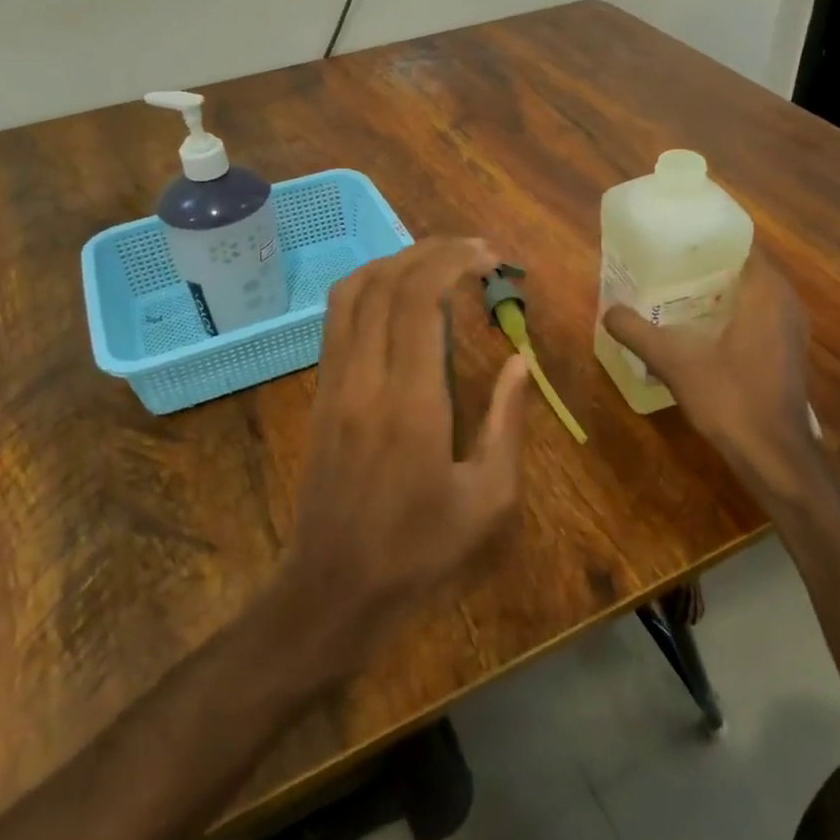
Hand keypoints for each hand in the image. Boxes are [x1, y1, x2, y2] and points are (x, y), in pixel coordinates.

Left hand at [282, 238, 530, 664]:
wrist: (333, 588)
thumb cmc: (419, 551)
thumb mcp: (488, 500)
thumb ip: (507, 423)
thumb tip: (519, 362)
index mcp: (410, 403)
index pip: (419, 300)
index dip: (453, 262)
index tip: (490, 257)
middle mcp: (364, 379)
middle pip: (385, 283)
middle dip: (431, 251)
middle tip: (474, 250)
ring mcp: (333, 383)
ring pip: (351, 292)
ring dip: (394, 263)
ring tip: (436, 263)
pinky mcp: (319, 393)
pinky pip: (336, 319)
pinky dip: (368, 288)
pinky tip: (397, 297)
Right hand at [602, 255, 829, 510]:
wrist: (773, 454)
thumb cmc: (730, 398)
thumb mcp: (673, 361)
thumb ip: (637, 332)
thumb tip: (607, 311)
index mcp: (766, 292)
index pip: (740, 243)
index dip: (707, 237)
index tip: (674, 236)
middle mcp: (785, 302)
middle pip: (743, 266)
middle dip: (705, 263)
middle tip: (665, 261)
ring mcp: (789, 328)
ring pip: (750, 293)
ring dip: (717, 289)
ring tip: (674, 288)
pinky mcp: (786, 351)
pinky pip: (756, 314)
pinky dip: (729, 312)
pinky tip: (697, 325)